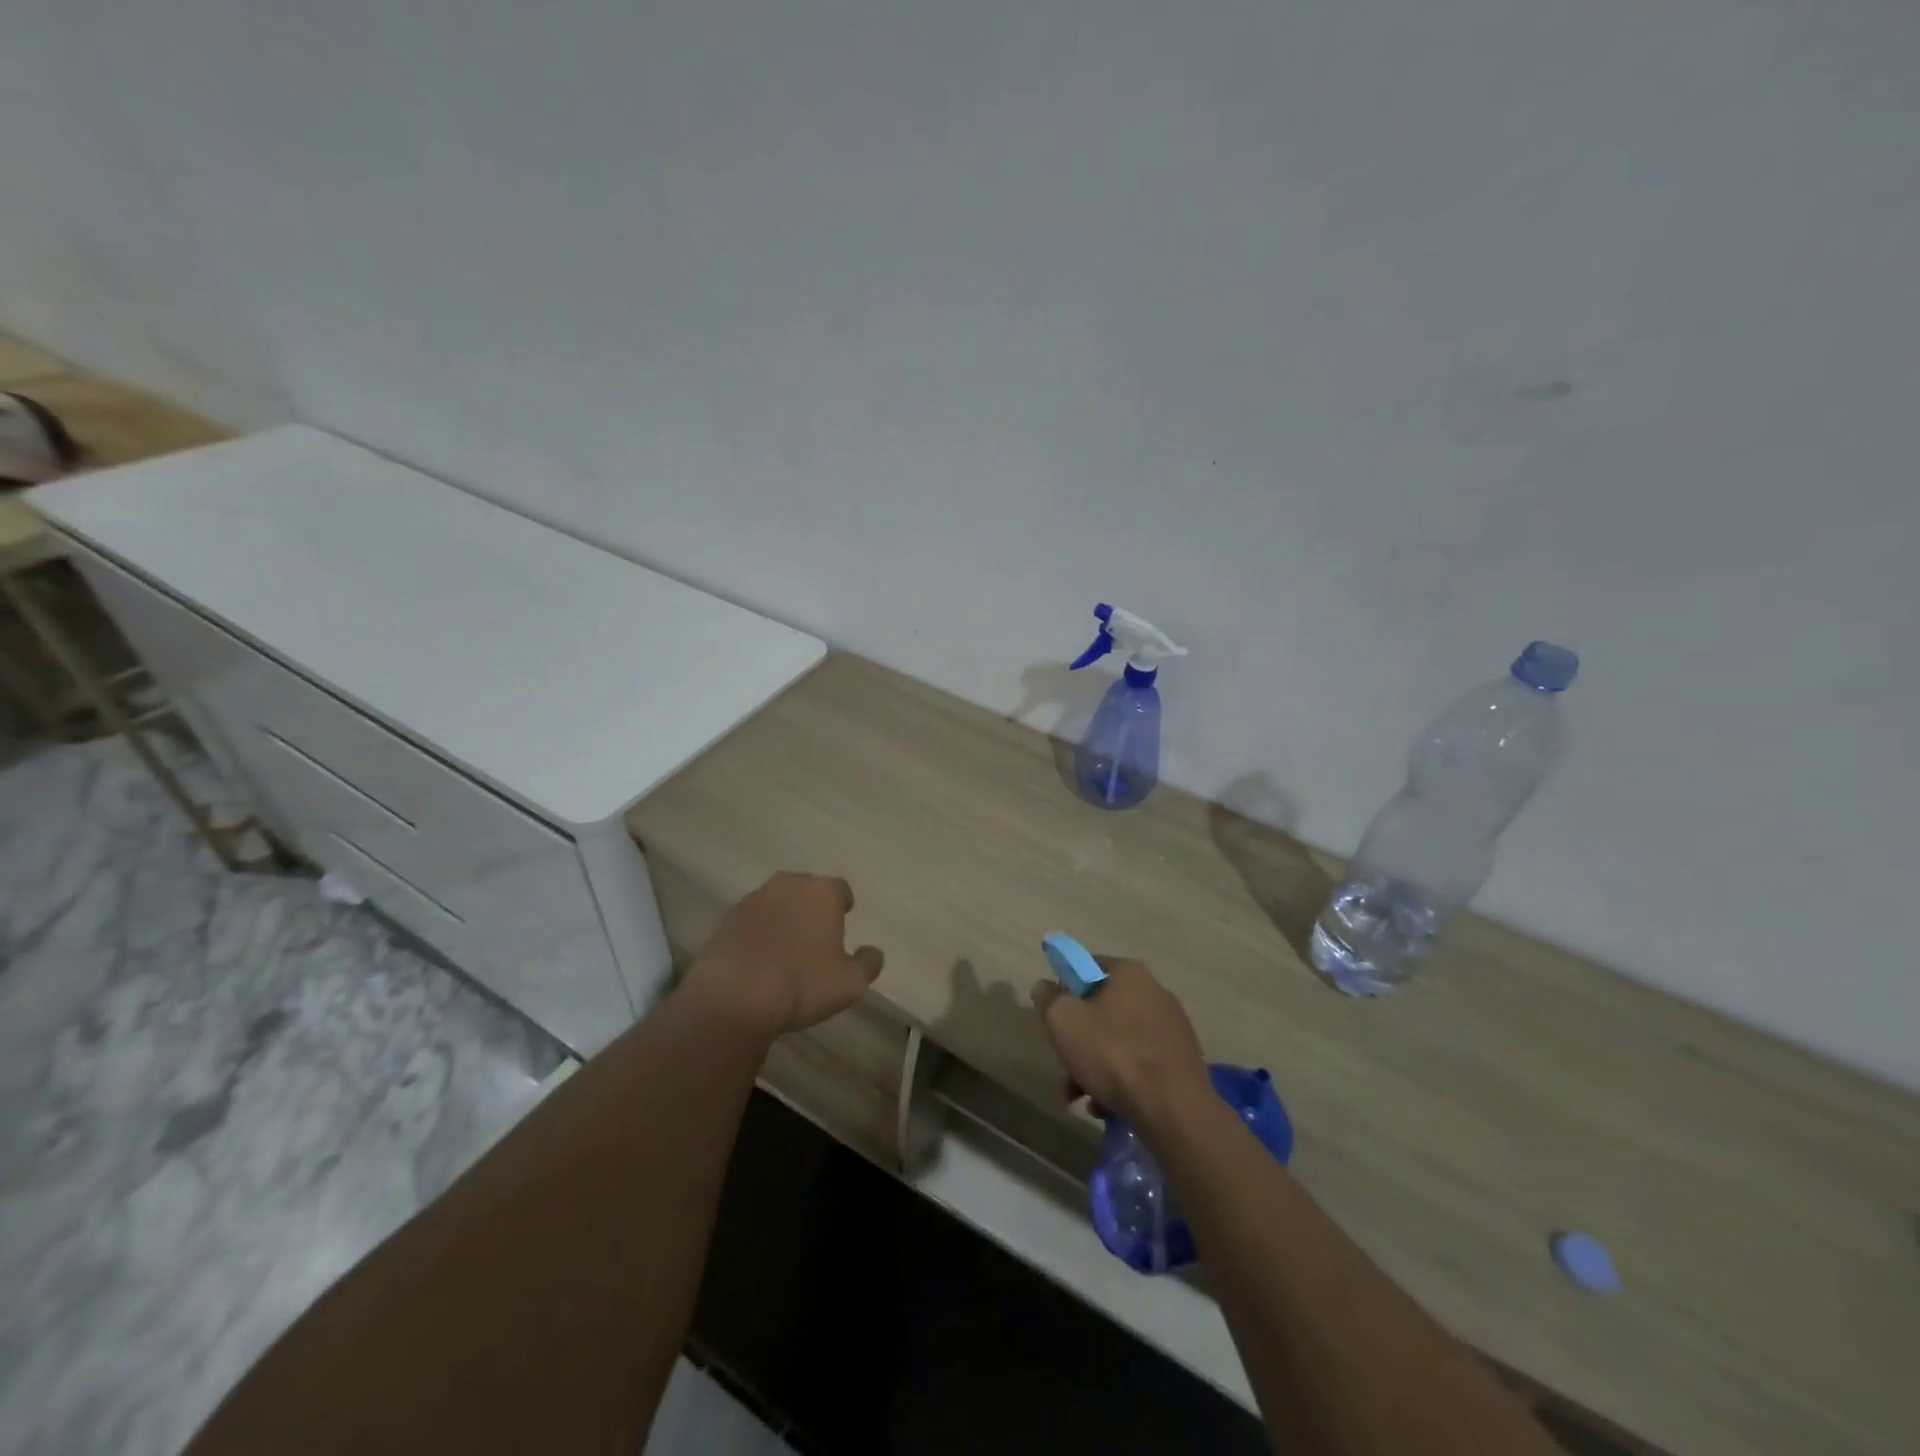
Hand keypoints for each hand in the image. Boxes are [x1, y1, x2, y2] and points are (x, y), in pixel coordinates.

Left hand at [686, 873, 883, 1037]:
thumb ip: (868, 963)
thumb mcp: (851, 982)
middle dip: (813, 907)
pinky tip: (761, 957)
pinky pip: (753, 920)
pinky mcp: (728, 919)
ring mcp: (754, 899)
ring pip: (778, 902)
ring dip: (785, 917)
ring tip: (787, 947)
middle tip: (816, 934)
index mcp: (823, 892)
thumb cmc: (803, 983)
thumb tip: (873, 952)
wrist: (734, 995)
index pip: (841, 889)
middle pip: (807, 890)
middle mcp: (789, 885)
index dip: (843, 904)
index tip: (844, 919)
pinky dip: (760, 932)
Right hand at [1031, 957, 1208, 1127]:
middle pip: (1102, 1010)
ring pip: (1119, 1042)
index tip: (1055, 1016)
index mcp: (1130, 973)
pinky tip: (1106, 1107)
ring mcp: (1172, 1029)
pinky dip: (1120, 1081)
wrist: (1173, 1109)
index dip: (1066, 988)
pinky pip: (1140, 1064)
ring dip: (1094, 1067)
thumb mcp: (1064, 1020)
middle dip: (1079, 1040)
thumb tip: (1045, 987)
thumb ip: (1048, 998)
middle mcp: (1155, 993)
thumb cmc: (1113, 1053)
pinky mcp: (1181, 1062)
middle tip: (1064, 1065)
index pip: (1088, 966)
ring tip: (1080, 1097)